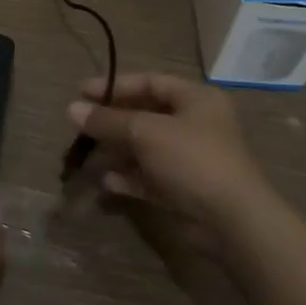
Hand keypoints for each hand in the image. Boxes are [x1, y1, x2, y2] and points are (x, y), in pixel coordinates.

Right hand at [68, 73, 272, 236]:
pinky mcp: (187, 191)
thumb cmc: (192, 159)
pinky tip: (107, 184)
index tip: (81, 92)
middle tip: (80, 127)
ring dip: (118, 152)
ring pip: (147, 149)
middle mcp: (196, 125)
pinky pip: (152, 178)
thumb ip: (108, 120)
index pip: (150, 82)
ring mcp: (192, 160)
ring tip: (87, 158)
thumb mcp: (146, 132)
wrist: (234, 222)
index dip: (115, 86)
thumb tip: (71, 109)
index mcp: (197, 99)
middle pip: (146, 116)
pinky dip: (130, 179)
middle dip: (113, 122)